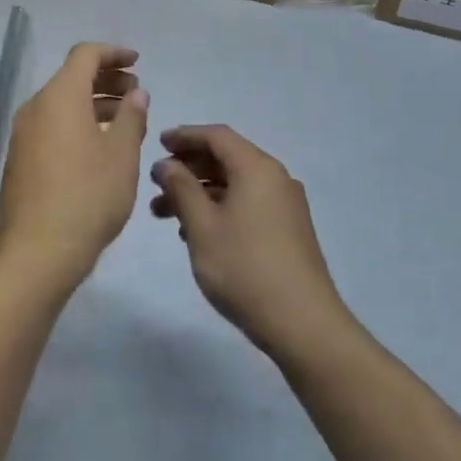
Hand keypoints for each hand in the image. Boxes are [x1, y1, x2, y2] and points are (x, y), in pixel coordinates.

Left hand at [0, 43, 148, 290]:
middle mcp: (36, 107)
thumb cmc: (88, 196)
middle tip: (136, 93)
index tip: (137, 62)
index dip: (113, 53)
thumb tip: (136, 93)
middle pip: (72, 77)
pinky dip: (78, 123)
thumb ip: (132, 117)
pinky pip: (52, 125)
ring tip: (125, 120)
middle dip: (106, 79)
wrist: (38, 252)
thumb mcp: (122, 155)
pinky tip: (100, 147)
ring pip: (62, 103)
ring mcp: (24, 134)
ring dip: (94, 104)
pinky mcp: (20, 159)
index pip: (85, 54)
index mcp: (60, 96)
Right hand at [149, 125, 349, 362]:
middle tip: (157, 184)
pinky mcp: (289, 229)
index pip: (217, 136)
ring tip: (166, 215)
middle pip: (227, 158)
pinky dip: (220, 207)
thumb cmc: (245, 268)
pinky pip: (248, 203)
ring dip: (201, 192)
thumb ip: (181, 189)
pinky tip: (198, 233)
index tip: (158, 144)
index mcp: (256, 167)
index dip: (185, 136)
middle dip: (189, 168)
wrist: (303, 323)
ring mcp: (285, 204)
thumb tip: (167, 164)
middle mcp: (275, 177)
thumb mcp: (202, 226)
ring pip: (235, 184)